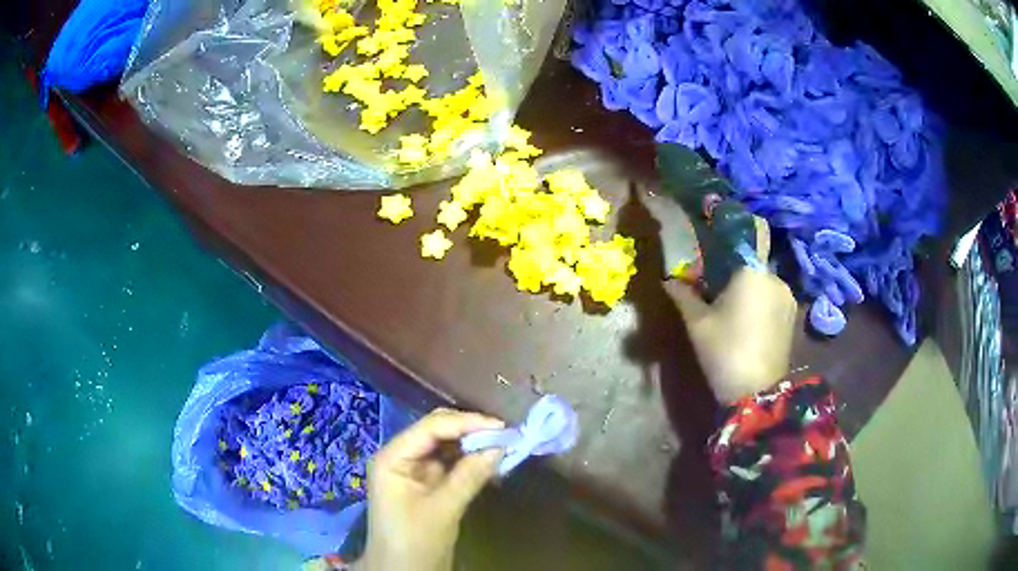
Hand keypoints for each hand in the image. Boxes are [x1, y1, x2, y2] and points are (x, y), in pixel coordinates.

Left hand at [356, 408, 503, 570]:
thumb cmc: (414, 541)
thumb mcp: (443, 509)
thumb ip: (469, 476)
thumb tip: (500, 447)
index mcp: (393, 457)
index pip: (431, 427)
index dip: (466, 423)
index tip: (501, 427)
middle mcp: (401, 457)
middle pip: (437, 431)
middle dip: (470, 430)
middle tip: (505, 434)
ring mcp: (413, 470)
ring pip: (446, 446)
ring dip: (472, 444)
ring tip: (503, 445)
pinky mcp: (426, 484)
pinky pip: (450, 464)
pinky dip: (470, 461)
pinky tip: (490, 461)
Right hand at [667, 219, 796, 403]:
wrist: (757, 393)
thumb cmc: (724, 351)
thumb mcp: (697, 324)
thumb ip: (684, 295)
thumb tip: (668, 280)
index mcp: (752, 271)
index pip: (750, 231)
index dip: (733, 226)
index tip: (715, 231)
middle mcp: (775, 277)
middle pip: (753, 260)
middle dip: (734, 268)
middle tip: (714, 286)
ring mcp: (787, 297)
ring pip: (763, 280)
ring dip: (748, 287)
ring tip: (730, 309)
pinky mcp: (792, 317)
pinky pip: (773, 297)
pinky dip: (760, 300)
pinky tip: (747, 322)